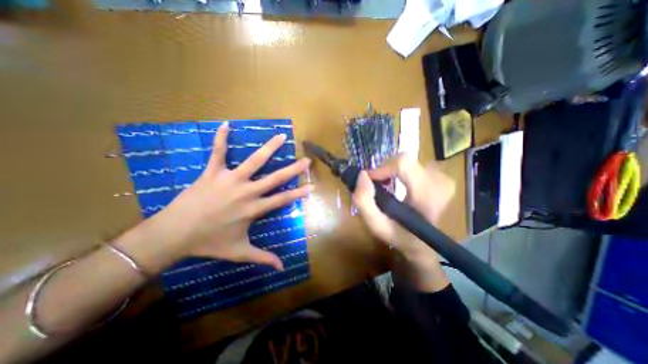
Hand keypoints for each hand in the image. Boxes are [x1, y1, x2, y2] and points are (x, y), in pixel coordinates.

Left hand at [123, 122, 314, 272]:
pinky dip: (221, 139)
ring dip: (269, 148)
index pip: (283, 199)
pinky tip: (225, 125)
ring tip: (281, 136)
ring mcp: (230, 180)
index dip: (298, 193)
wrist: (174, 235)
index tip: (312, 185)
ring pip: (254, 161)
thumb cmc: (210, 243)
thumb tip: (282, 268)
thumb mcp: (240, 252)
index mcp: (254, 209)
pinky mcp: (212, 173)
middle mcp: (247, 192)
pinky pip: (217, 153)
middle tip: (306, 160)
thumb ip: (262, 258)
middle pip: (275, 178)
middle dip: (293, 169)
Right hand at [352, 153, 451, 261]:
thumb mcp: (376, 225)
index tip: (370, 180)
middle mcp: (440, 183)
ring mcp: (444, 179)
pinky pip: (415, 165)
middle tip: (378, 186)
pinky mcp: (442, 177)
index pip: (404, 164)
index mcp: (427, 197)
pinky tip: (400, 185)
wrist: (423, 244)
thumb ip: (364, 202)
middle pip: (404, 161)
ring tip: (388, 187)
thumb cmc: (399, 235)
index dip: (383, 168)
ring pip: (409, 162)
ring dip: (393, 172)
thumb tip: (363, 174)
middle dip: (386, 170)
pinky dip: (402, 172)